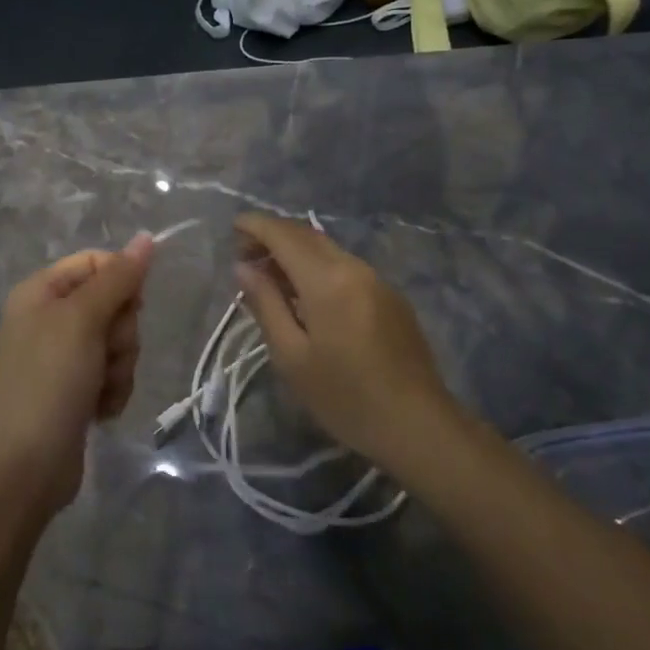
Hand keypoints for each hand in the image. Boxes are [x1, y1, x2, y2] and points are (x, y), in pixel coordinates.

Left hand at [0, 234, 153, 515]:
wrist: (24, 467)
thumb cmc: (49, 381)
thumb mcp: (82, 320)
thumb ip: (118, 277)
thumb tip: (147, 237)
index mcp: (41, 291)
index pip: (97, 262)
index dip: (121, 281)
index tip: (130, 305)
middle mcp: (51, 318)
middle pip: (113, 302)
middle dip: (120, 332)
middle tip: (103, 354)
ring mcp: (63, 356)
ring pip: (119, 341)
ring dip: (120, 365)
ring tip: (99, 389)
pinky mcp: (76, 389)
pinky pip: (113, 372)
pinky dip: (113, 390)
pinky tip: (99, 410)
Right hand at [234, 213, 460, 474]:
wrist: (418, 424)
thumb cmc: (345, 397)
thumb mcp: (291, 357)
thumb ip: (266, 304)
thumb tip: (243, 268)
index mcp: (327, 280)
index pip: (284, 234)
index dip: (256, 225)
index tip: (232, 228)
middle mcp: (353, 267)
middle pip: (307, 235)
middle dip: (273, 236)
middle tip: (245, 256)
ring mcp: (376, 279)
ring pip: (327, 249)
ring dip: (295, 251)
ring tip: (270, 277)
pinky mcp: (389, 295)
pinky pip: (344, 266)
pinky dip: (317, 266)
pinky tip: (306, 295)